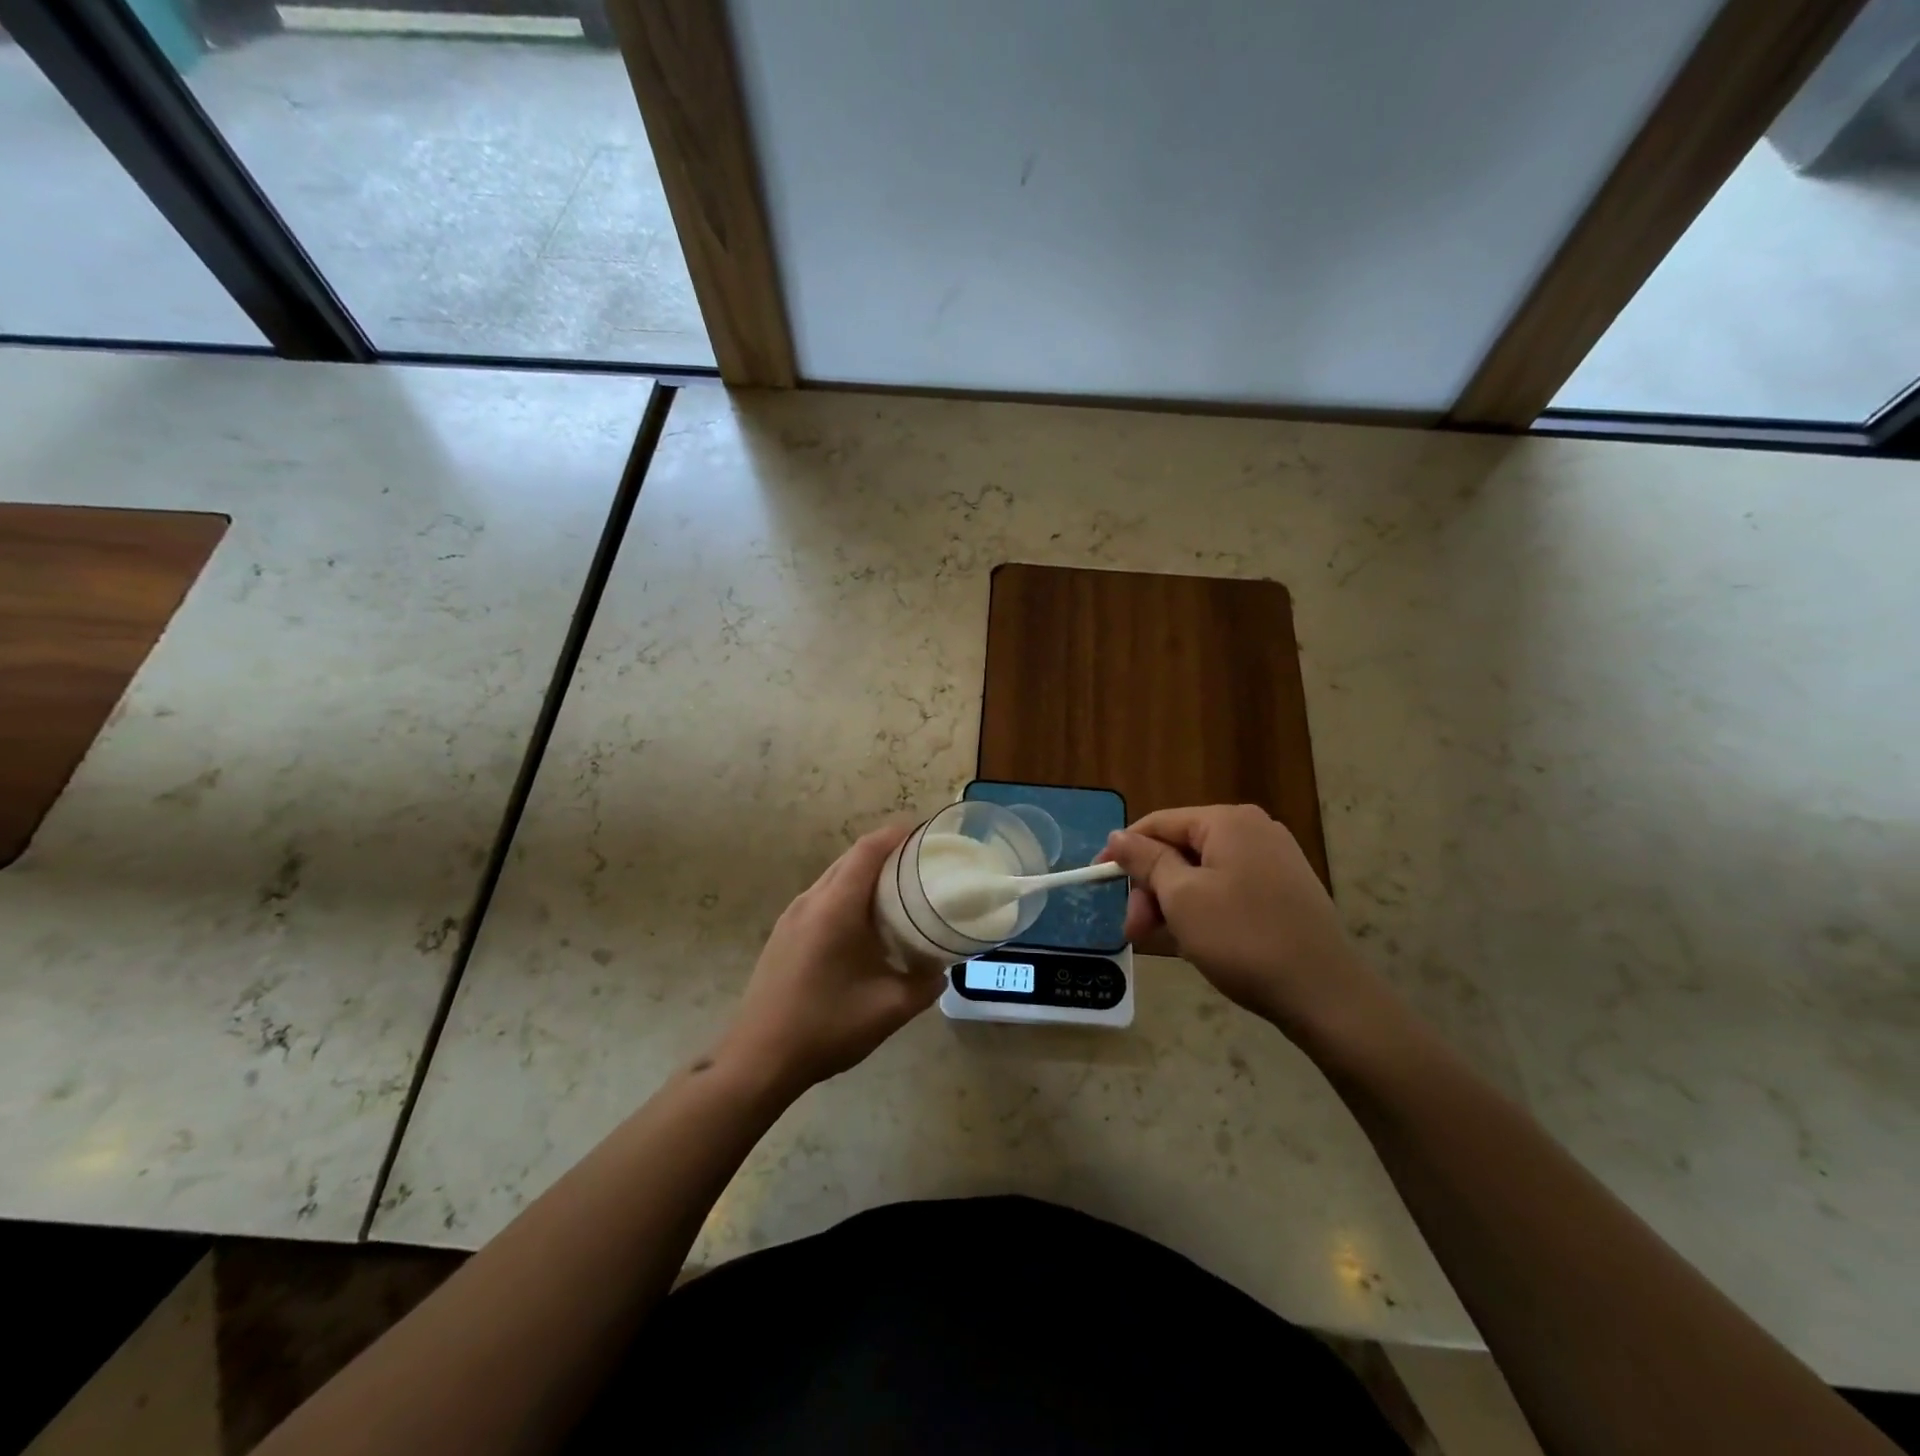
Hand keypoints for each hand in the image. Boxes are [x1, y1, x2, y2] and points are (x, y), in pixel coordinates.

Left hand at [716, 823, 944, 1095]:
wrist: (758, 1060)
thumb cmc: (826, 1027)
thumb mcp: (889, 1008)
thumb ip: (924, 984)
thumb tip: (941, 969)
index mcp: (835, 907)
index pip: (868, 850)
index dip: (897, 834)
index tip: (925, 832)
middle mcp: (810, 901)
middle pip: (850, 859)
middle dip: (885, 852)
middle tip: (921, 863)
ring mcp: (791, 917)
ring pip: (833, 879)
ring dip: (864, 875)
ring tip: (898, 890)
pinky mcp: (782, 935)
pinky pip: (821, 899)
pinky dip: (847, 896)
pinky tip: (863, 924)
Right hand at [1100, 805, 1385, 1040]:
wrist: (1325, 994)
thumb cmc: (1243, 938)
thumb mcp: (1182, 898)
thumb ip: (1146, 860)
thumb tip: (1118, 835)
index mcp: (1228, 821)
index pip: (1159, 823)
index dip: (1123, 850)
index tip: (1097, 880)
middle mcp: (1253, 830)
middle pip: (1181, 849)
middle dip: (1151, 888)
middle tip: (1134, 931)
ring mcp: (1274, 860)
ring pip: (1202, 873)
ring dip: (1173, 904)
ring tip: (1161, 942)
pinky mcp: (1285, 890)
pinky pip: (1228, 889)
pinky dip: (1204, 910)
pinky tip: (1194, 941)